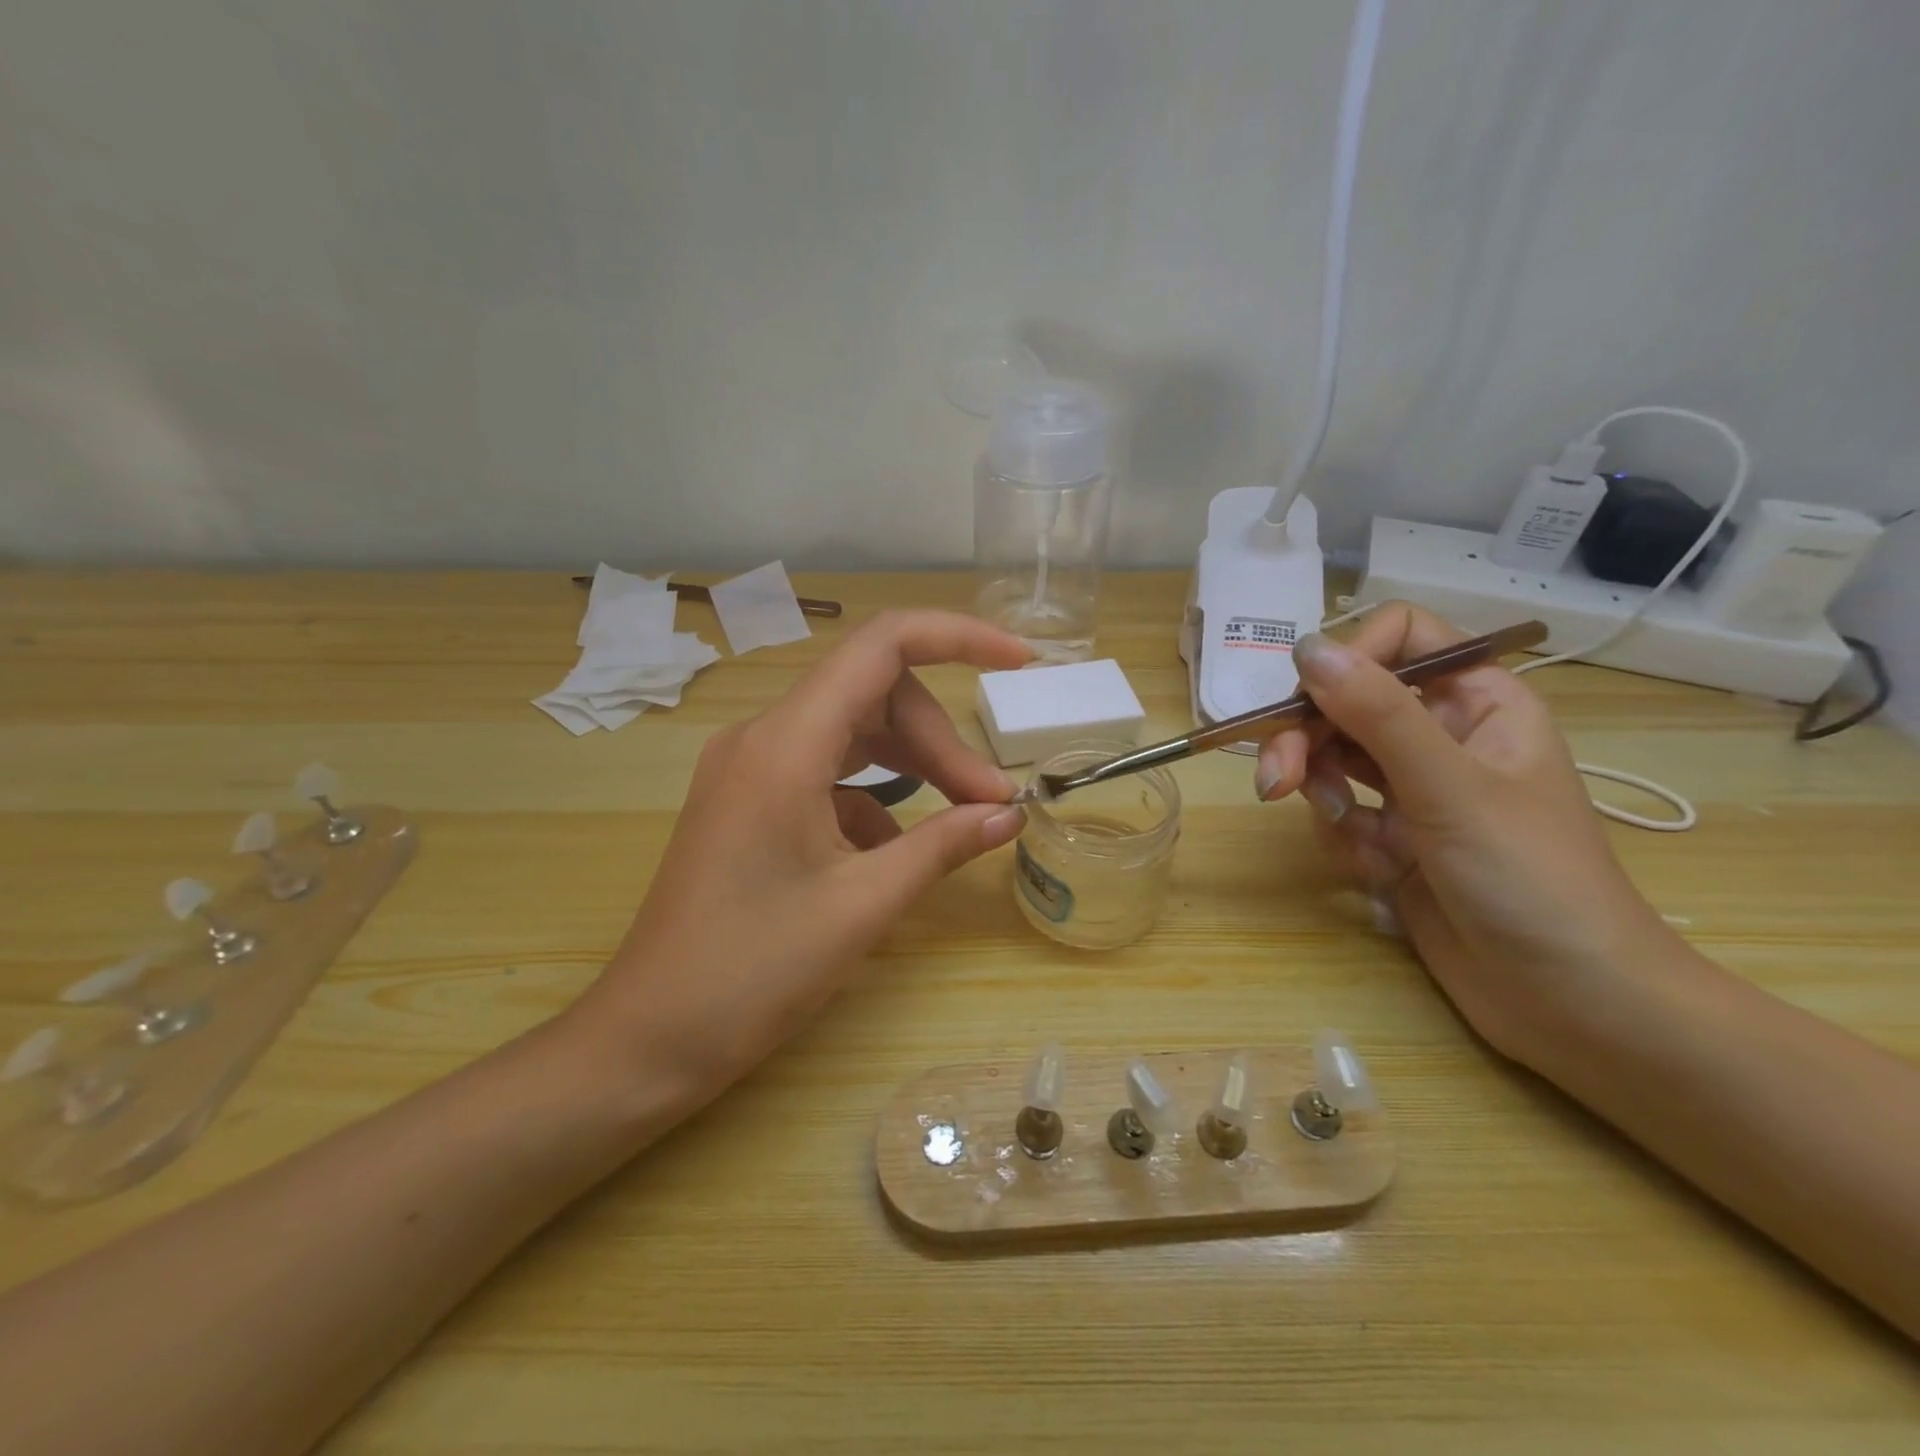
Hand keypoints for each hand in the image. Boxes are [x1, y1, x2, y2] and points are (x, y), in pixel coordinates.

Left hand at [580, 610, 1030, 1099]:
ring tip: (962, 818)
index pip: (882, 646)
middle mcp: (764, 737)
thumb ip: (943, 846)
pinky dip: (874, 799)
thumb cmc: (751, 971)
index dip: (957, 637)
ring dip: (913, 765)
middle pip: (874, 695)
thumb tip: (1009, 814)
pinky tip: (893, 854)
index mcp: (786, 743)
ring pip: (853, 733)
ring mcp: (751, 769)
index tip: (1019, 662)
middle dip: (939, 739)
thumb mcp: (863, 905)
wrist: (648, 1038)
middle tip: (990, 800)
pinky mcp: (750, 802)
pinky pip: (828, 775)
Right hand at [1255, 601, 1678, 1066]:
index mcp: (1478, 702)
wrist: (1569, 1002)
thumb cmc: (1530, 879)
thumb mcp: (1449, 787)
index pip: (1400, 639)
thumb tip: (1306, 646)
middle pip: (1348, 703)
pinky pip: (1340, 813)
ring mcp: (1416, 790)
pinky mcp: (1394, 838)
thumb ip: (1376, 713)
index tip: (1308, 702)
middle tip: (1275, 781)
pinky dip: (1344, 838)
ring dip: (1321, 792)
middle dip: (1307, 740)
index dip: (1349, 659)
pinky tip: (1377, 873)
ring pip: (1334, 758)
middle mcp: (1443, 736)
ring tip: (1345, 833)